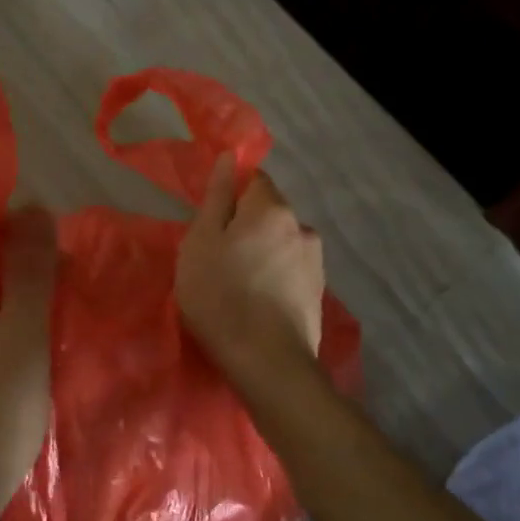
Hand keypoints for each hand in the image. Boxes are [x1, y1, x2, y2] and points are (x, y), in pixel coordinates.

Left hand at [0, 207, 58, 514]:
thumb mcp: (21, 334)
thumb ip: (28, 271)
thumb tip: (33, 204)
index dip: (16, 237)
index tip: (56, 251)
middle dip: (25, 269)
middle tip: (68, 283)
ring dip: (24, 299)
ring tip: (63, 307)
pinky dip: (15, 326)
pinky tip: (41, 340)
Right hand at [176, 155, 324, 376]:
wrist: (267, 362)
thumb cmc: (221, 296)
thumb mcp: (201, 242)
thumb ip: (216, 197)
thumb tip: (229, 157)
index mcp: (272, 209)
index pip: (254, 179)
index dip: (230, 195)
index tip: (212, 223)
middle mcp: (302, 226)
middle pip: (268, 213)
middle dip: (245, 227)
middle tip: (217, 259)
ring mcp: (315, 261)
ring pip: (280, 243)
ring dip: (262, 253)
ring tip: (239, 286)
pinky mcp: (318, 292)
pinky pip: (290, 270)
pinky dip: (274, 277)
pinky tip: (258, 303)